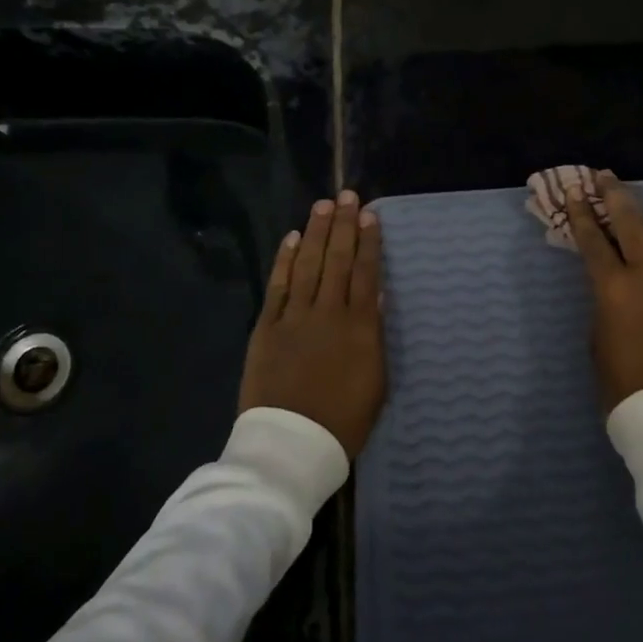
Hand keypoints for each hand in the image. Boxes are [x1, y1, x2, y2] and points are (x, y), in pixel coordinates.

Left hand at [239, 190, 386, 456]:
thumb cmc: (344, 420)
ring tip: (322, 206)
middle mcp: (327, 312)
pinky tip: (292, 239)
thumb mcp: (376, 382)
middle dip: (343, 225)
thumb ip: (374, 335)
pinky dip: (285, 260)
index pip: (365, 272)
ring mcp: (294, 317)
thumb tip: (375, 296)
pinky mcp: (266, 327)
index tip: (371, 215)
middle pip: (336, 259)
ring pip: (307, 264)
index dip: (368, 241)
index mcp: (359, 327)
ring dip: (315, 232)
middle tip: (347, 196)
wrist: (292, 445)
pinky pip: (277, 286)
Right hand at [565, 171, 642, 415]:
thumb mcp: (598, 333)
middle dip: (615, 193)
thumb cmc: (621, 379)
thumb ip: (605, 296)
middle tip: (606, 178)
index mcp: (612, 287)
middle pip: (631, 219)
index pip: (591, 238)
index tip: (574, 190)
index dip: (580, 211)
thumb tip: (613, 278)